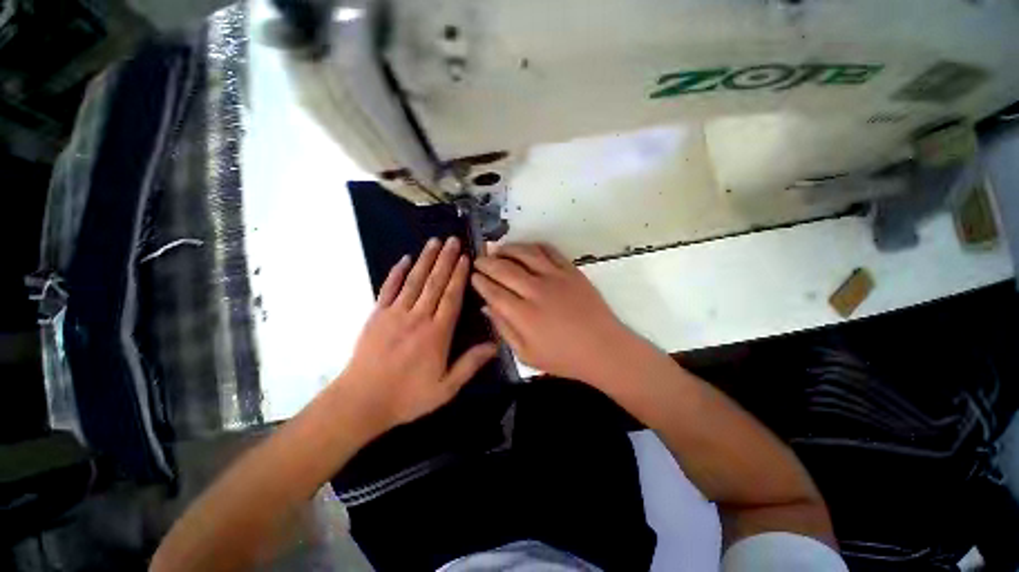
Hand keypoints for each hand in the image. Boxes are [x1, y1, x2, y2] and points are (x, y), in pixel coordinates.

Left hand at [341, 237, 497, 429]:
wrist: (361, 402)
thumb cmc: (408, 397)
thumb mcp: (446, 388)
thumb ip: (470, 364)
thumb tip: (495, 345)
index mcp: (437, 333)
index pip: (452, 297)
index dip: (459, 275)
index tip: (465, 257)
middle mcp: (418, 317)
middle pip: (435, 283)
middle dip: (445, 259)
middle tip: (453, 239)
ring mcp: (395, 314)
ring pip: (414, 281)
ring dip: (425, 259)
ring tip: (434, 241)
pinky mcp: (377, 315)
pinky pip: (388, 289)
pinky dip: (397, 273)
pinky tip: (404, 259)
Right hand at [471, 243, 635, 385]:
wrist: (602, 348)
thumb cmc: (563, 357)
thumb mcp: (526, 354)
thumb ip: (504, 329)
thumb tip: (487, 307)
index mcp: (523, 314)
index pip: (493, 291)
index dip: (480, 281)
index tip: (472, 276)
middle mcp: (536, 290)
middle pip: (504, 268)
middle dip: (486, 262)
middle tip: (478, 259)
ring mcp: (555, 277)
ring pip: (525, 253)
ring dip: (507, 249)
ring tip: (498, 249)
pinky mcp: (571, 270)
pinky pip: (549, 250)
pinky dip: (533, 246)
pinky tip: (526, 248)